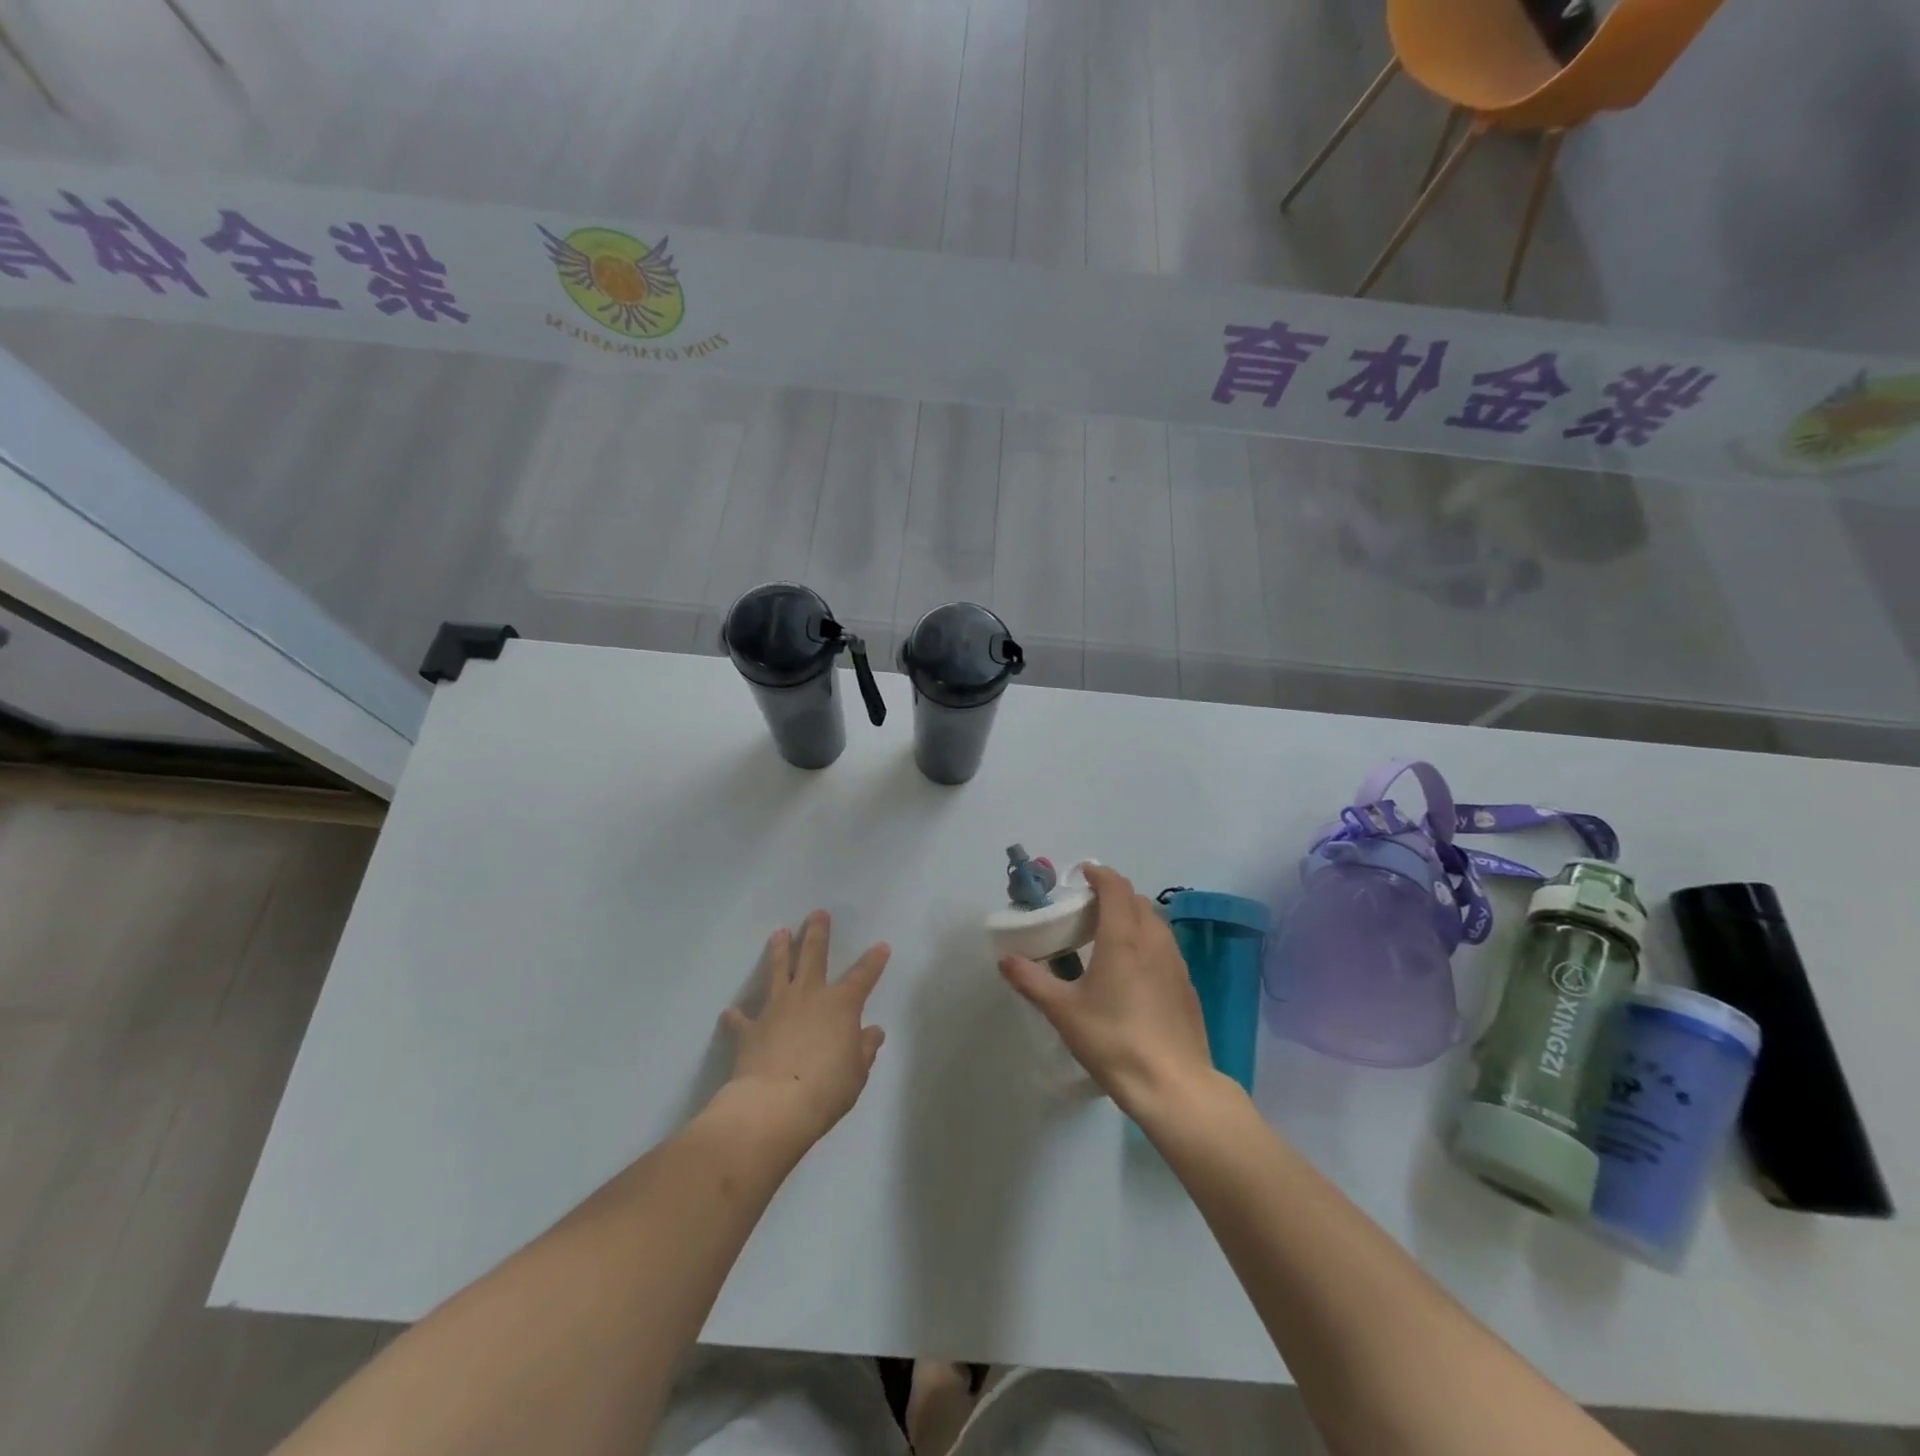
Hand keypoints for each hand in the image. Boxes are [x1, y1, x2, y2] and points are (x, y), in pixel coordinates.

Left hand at [721, 911, 889, 1144]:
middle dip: (817, 933)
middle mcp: (809, 997)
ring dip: (780, 951)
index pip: (863, 976)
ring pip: (778, 971)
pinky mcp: (750, 1029)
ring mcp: (776, 1009)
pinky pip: (741, 1019)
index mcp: (841, 1005)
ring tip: (779, 933)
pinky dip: (737, 1016)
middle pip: (813, 956)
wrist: (774, 1106)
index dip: (874, 960)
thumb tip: (873, 1032)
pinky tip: (730, 1012)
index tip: (881, 946)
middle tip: (817, 913)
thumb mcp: (857, 1072)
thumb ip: (864, 1049)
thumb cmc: (826, 1089)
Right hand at [998, 865, 1217, 1116]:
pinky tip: (1133, 972)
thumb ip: (1032, 981)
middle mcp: (1153, 940)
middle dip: (1113, 895)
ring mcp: (1176, 963)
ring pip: (1154, 923)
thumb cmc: (1114, 1041)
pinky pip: (1165, 948)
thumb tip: (1005, 959)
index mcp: (1123, 937)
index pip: (1115, 887)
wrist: (1173, 1085)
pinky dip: (1147, 942)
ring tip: (1109, 937)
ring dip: (1132, 917)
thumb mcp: (1063, 1012)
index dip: (1099, 874)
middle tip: (1088, 910)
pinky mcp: (1187, 985)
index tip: (1082, 875)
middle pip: (1136, 900)